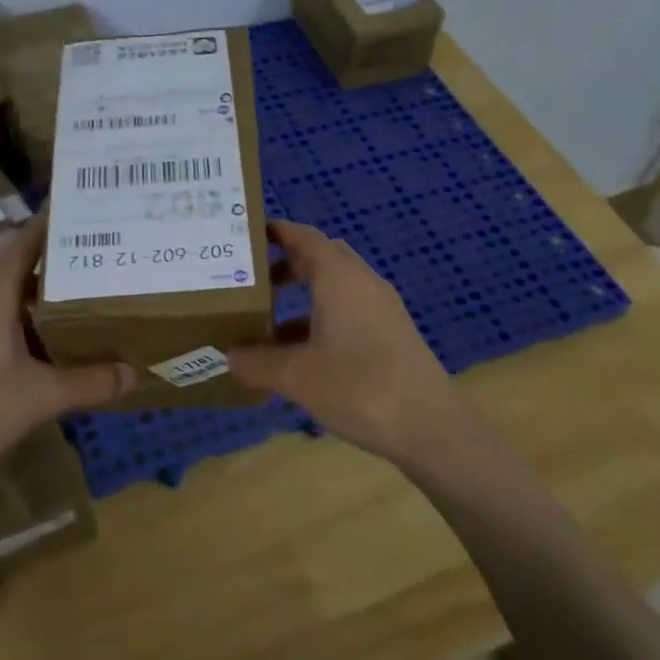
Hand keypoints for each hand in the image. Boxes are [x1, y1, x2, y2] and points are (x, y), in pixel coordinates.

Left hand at [0, 218, 136, 481]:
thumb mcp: (41, 396)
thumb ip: (90, 382)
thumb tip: (135, 373)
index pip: (26, 241)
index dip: (55, 225)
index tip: (89, 214)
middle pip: (18, 266)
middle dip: (57, 261)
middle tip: (101, 259)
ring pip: (6, 295)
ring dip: (40, 293)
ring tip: (83, 295)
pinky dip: (24, 319)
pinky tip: (46, 341)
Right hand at [225, 220, 473, 468]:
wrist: (430, 427)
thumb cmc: (358, 389)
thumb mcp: (297, 377)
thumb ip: (258, 362)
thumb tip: (229, 355)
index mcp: (339, 279)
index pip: (305, 237)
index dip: (277, 232)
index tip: (247, 234)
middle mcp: (363, 284)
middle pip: (322, 258)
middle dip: (287, 264)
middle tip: (252, 280)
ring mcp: (382, 309)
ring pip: (337, 287)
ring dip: (304, 296)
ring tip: (267, 321)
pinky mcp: (392, 334)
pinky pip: (350, 311)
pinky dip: (321, 319)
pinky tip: (301, 353)